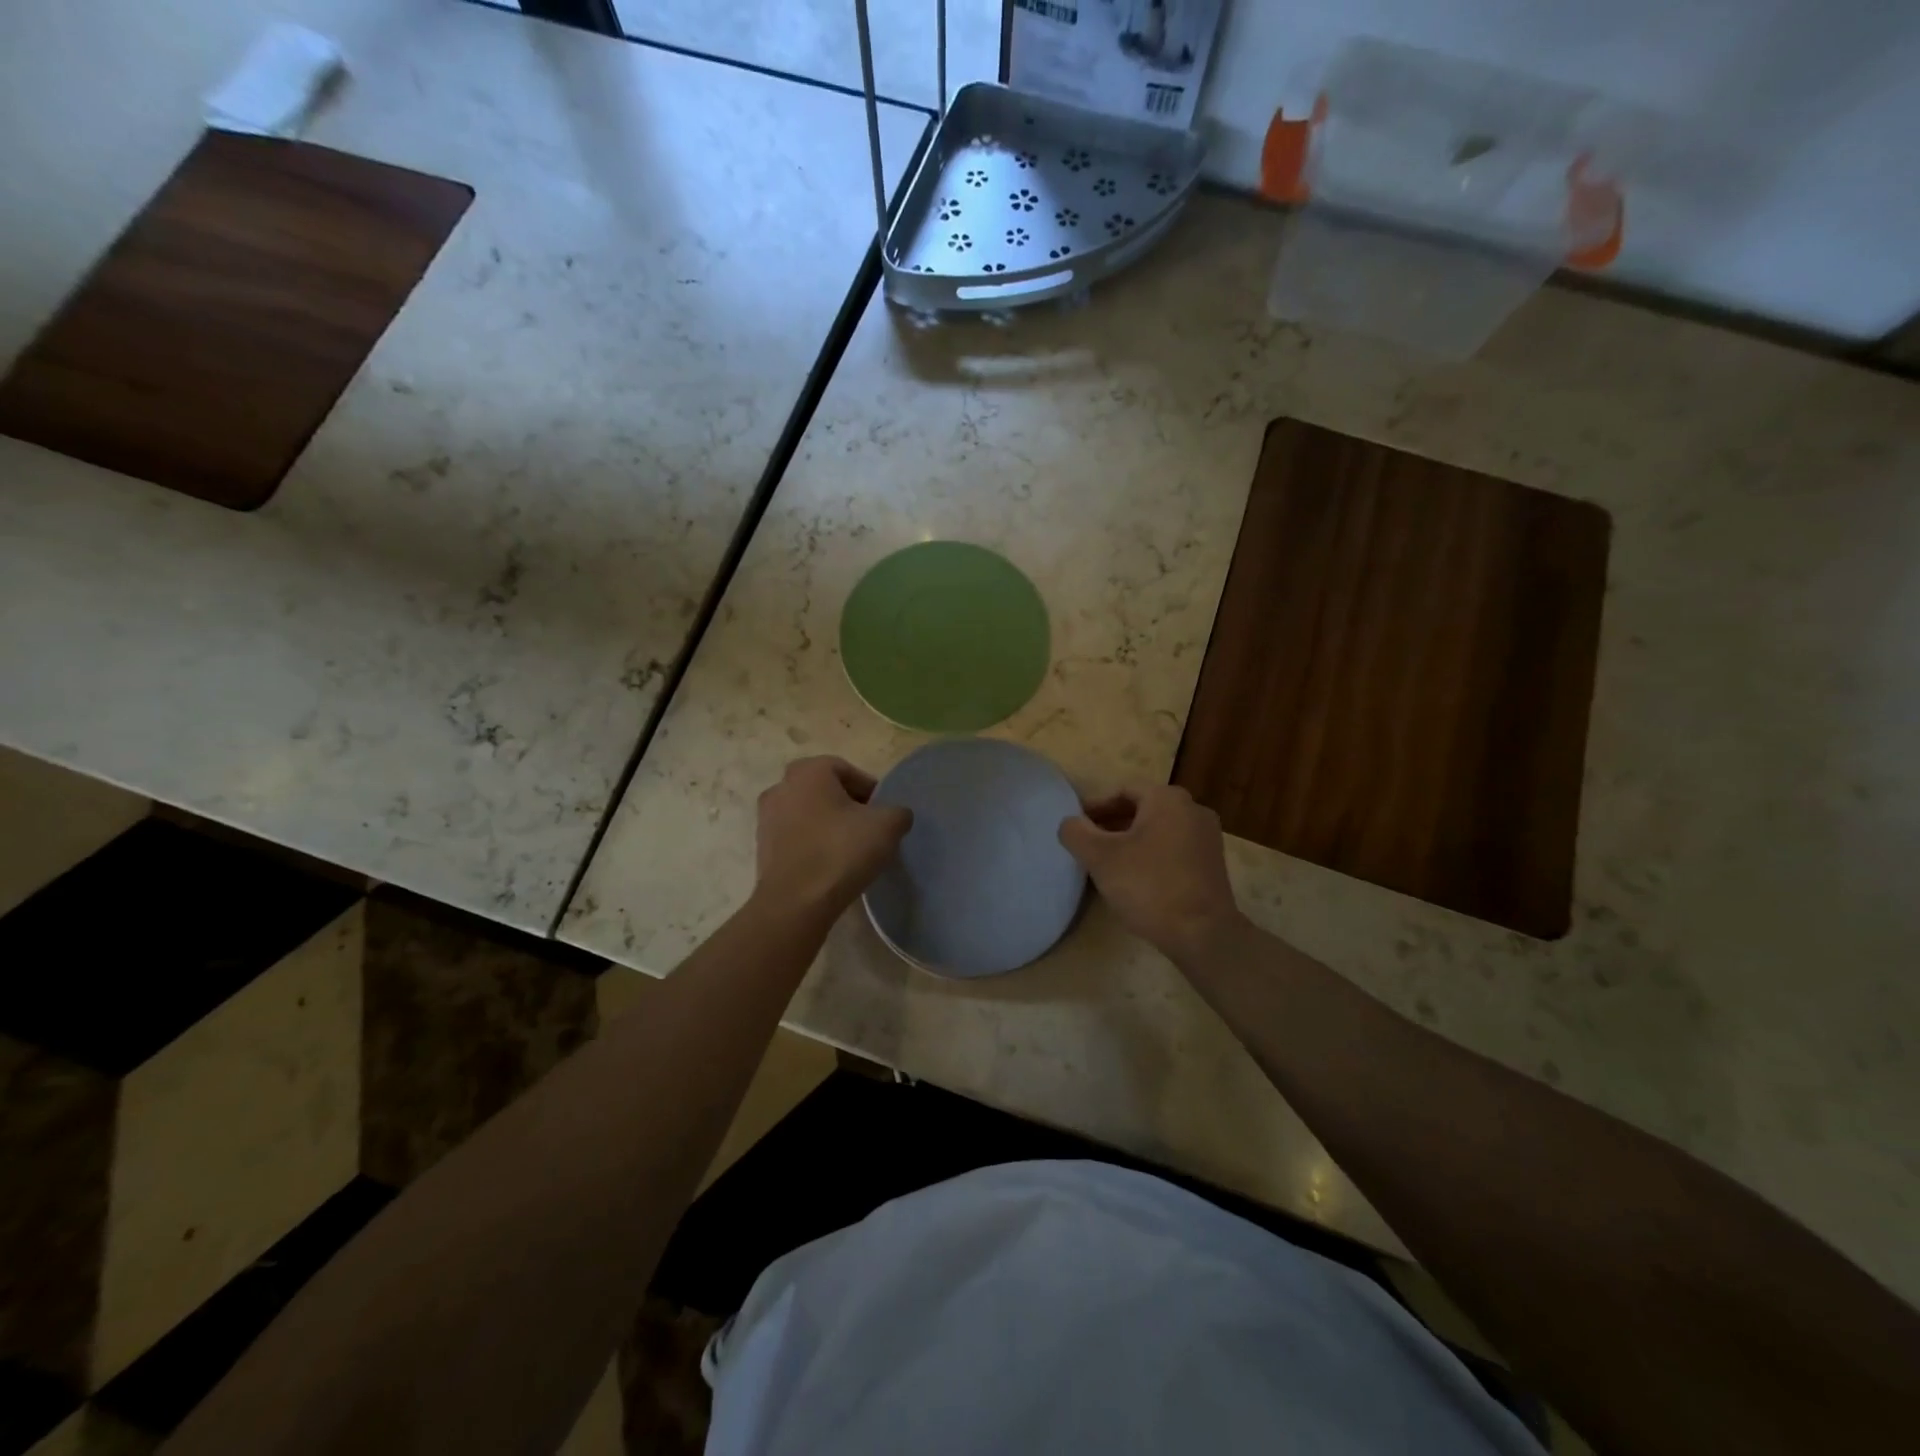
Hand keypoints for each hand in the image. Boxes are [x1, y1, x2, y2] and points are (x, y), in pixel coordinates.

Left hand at [752, 757, 911, 924]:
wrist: (796, 903)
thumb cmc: (841, 851)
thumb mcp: (887, 826)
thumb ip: (898, 812)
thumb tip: (895, 815)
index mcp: (808, 771)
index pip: (846, 770)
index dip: (869, 790)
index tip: (882, 814)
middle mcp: (781, 787)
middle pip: (824, 790)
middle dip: (847, 806)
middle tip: (868, 829)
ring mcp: (766, 818)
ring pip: (807, 814)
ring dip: (828, 825)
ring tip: (850, 850)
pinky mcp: (761, 848)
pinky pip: (795, 837)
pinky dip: (812, 844)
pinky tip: (829, 865)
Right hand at [1058, 785, 1243, 962]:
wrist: (1202, 934)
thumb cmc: (1149, 886)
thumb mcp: (1100, 858)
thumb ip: (1076, 833)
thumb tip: (1069, 823)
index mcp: (1167, 798)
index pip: (1122, 791)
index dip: (1095, 807)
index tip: (1077, 827)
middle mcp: (1192, 809)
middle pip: (1142, 808)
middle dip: (1112, 824)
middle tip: (1089, 845)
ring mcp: (1207, 836)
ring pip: (1158, 829)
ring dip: (1131, 840)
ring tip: (1108, 863)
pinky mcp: (1213, 863)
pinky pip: (1174, 848)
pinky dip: (1152, 854)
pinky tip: (1136, 878)